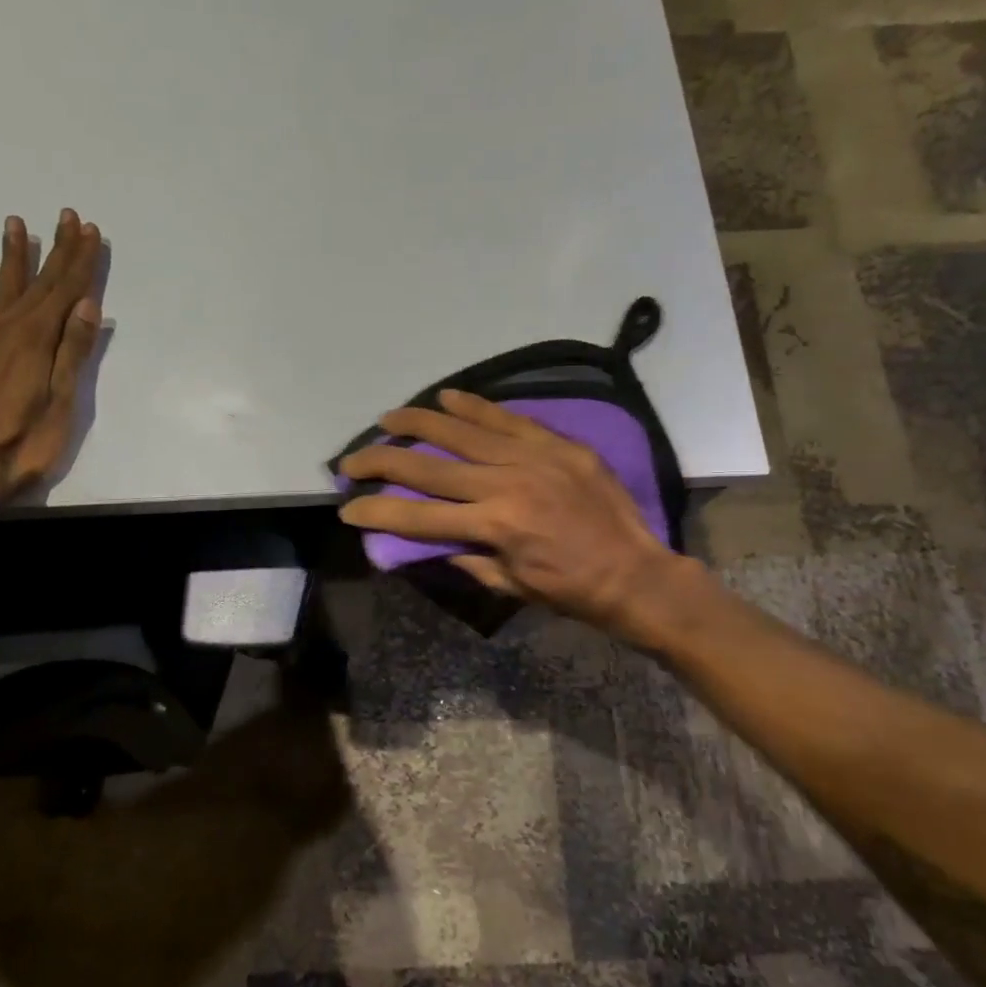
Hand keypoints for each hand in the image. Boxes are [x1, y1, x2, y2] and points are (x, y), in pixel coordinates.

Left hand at [0, 209, 102, 505]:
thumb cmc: (22, 445)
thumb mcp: (61, 404)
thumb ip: (72, 352)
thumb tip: (88, 305)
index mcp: (38, 340)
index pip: (66, 291)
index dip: (80, 260)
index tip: (88, 229)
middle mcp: (7, 329)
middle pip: (38, 282)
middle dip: (56, 249)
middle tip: (66, 216)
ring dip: (11, 255)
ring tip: (16, 223)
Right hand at [337, 389, 692, 636]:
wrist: (637, 573)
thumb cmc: (570, 590)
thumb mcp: (510, 585)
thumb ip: (467, 557)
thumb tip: (433, 537)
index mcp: (494, 526)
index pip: (419, 517)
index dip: (378, 511)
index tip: (348, 507)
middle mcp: (506, 484)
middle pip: (430, 467)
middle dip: (383, 462)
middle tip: (351, 459)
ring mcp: (532, 457)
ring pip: (463, 431)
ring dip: (419, 422)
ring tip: (389, 417)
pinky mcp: (556, 443)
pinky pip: (507, 418)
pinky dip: (475, 405)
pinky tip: (447, 396)